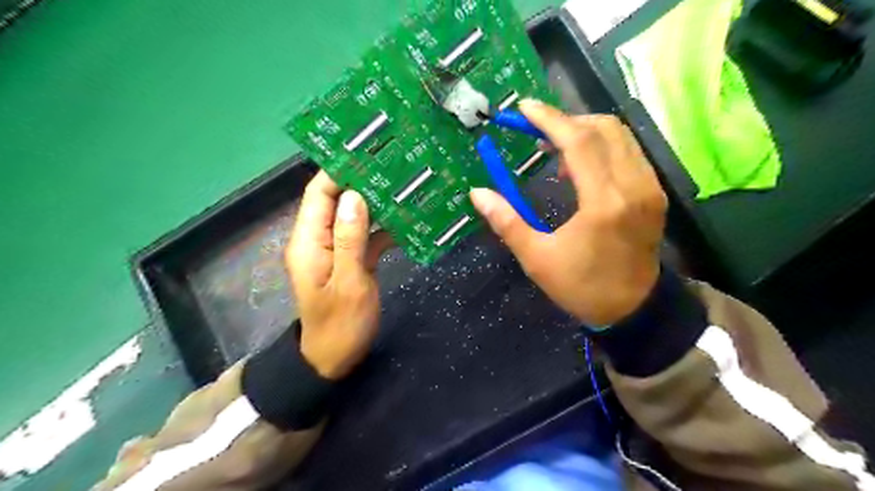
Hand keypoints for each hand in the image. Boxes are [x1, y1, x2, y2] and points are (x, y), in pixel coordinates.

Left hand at [286, 172, 390, 378]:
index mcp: (309, 240)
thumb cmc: (340, 325)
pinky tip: (407, 219)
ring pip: (355, 216)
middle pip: (338, 200)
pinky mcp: (350, 259)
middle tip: (395, 165)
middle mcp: (318, 238)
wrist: (335, 360)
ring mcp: (335, 249)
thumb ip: (349, 239)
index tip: (369, 151)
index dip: (340, 169)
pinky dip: (383, 227)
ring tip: (405, 184)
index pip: (320, 193)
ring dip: (377, 203)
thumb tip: (354, 195)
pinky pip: (365, 235)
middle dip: (363, 182)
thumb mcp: (348, 282)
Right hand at [469, 99, 667, 326]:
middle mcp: (633, 186)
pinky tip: (581, 165)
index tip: (524, 109)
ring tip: (554, 146)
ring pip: (620, 136)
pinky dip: (602, 146)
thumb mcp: (538, 259)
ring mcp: (650, 187)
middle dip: (566, 120)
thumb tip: (478, 194)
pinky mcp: (654, 193)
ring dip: (585, 131)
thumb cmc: (582, 287)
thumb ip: (507, 222)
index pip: (579, 142)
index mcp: (604, 203)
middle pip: (604, 128)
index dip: (549, 120)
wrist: (634, 309)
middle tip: (536, 130)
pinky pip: (629, 152)